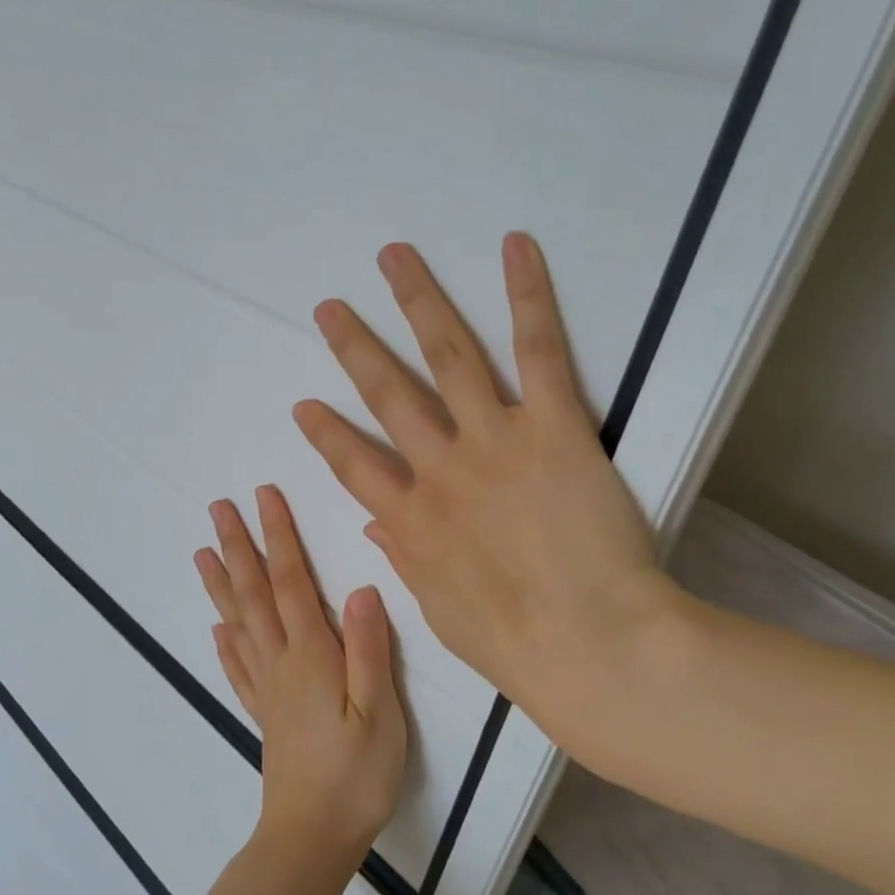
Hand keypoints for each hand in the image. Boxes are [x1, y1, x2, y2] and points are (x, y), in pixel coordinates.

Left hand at [194, 486, 407, 867]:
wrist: (313, 837)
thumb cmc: (356, 775)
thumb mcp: (380, 713)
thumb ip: (369, 650)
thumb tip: (363, 589)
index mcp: (311, 656)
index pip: (291, 582)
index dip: (279, 537)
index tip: (263, 497)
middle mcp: (281, 662)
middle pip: (254, 594)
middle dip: (238, 546)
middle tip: (218, 508)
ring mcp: (267, 688)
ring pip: (238, 623)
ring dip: (221, 584)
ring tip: (202, 553)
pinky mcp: (263, 713)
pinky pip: (237, 668)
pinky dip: (224, 642)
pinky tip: (216, 629)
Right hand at [292, 233, 672, 758]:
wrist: (591, 646)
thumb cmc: (517, 645)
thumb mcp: (441, 611)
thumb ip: (407, 558)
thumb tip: (376, 525)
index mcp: (413, 521)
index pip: (354, 466)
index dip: (326, 434)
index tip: (304, 405)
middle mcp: (440, 469)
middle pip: (388, 395)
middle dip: (355, 349)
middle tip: (329, 309)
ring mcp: (493, 442)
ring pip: (447, 357)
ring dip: (417, 302)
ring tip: (393, 258)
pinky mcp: (552, 427)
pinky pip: (538, 352)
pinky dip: (527, 296)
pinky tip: (514, 247)